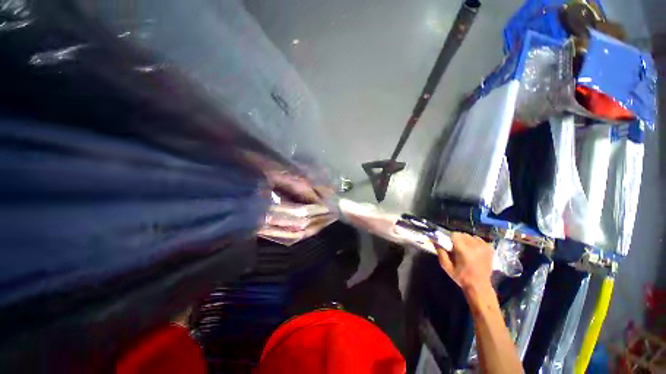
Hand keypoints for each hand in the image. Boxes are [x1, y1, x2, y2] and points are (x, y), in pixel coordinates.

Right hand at [436, 232, 493, 294]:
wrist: (479, 286)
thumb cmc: (461, 277)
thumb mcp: (446, 266)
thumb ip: (440, 252)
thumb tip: (434, 241)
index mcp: (464, 251)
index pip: (455, 235)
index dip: (450, 238)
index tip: (449, 244)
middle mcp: (475, 247)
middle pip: (463, 234)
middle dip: (458, 239)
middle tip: (456, 248)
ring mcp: (484, 247)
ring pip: (471, 236)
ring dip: (466, 240)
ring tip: (465, 249)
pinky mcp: (490, 249)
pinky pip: (479, 240)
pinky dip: (475, 242)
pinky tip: (474, 250)